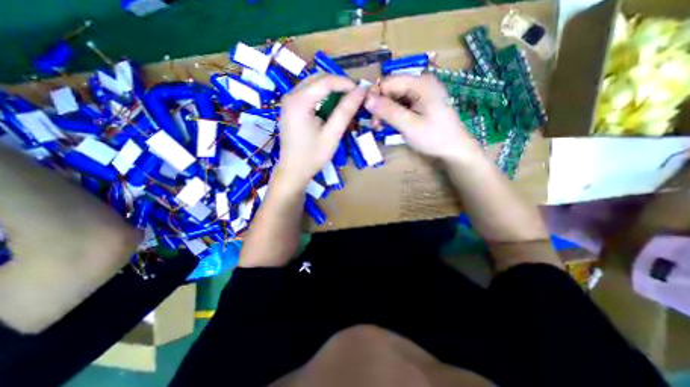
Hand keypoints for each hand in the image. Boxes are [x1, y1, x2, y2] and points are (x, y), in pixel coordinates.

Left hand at [276, 74, 365, 190]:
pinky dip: (323, 96)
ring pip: (314, 84)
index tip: (362, 92)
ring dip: (332, 89)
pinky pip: (309, 93)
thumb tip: (360, 91)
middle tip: (355, 96)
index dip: (346, 83)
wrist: (293, 171)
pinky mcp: (290, 107)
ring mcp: (289, 101)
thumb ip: (345, 111)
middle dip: (339, 84)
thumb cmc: (312, 156)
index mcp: (299, 101)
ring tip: (347, 101)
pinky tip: (332, 106)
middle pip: (319, 78)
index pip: (326, 81)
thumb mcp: (332, 135)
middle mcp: (291, 95)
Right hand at [363, 74, 480, 163]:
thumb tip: (366, 99)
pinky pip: (401, 104)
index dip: (375, 97)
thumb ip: (388, 111)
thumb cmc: (434, 137)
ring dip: (385, 112)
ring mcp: (421, 92)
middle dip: (380, 106)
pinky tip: (390, 124)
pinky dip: (393, 114)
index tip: (370, 116)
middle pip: (391, 89)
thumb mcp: (409, 125)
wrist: (454, 149)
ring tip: (380, 127)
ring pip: (394, 97)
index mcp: (420, 82)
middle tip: (375, 126)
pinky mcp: (420, 102)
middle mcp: (421, 82)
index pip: (388, 82)